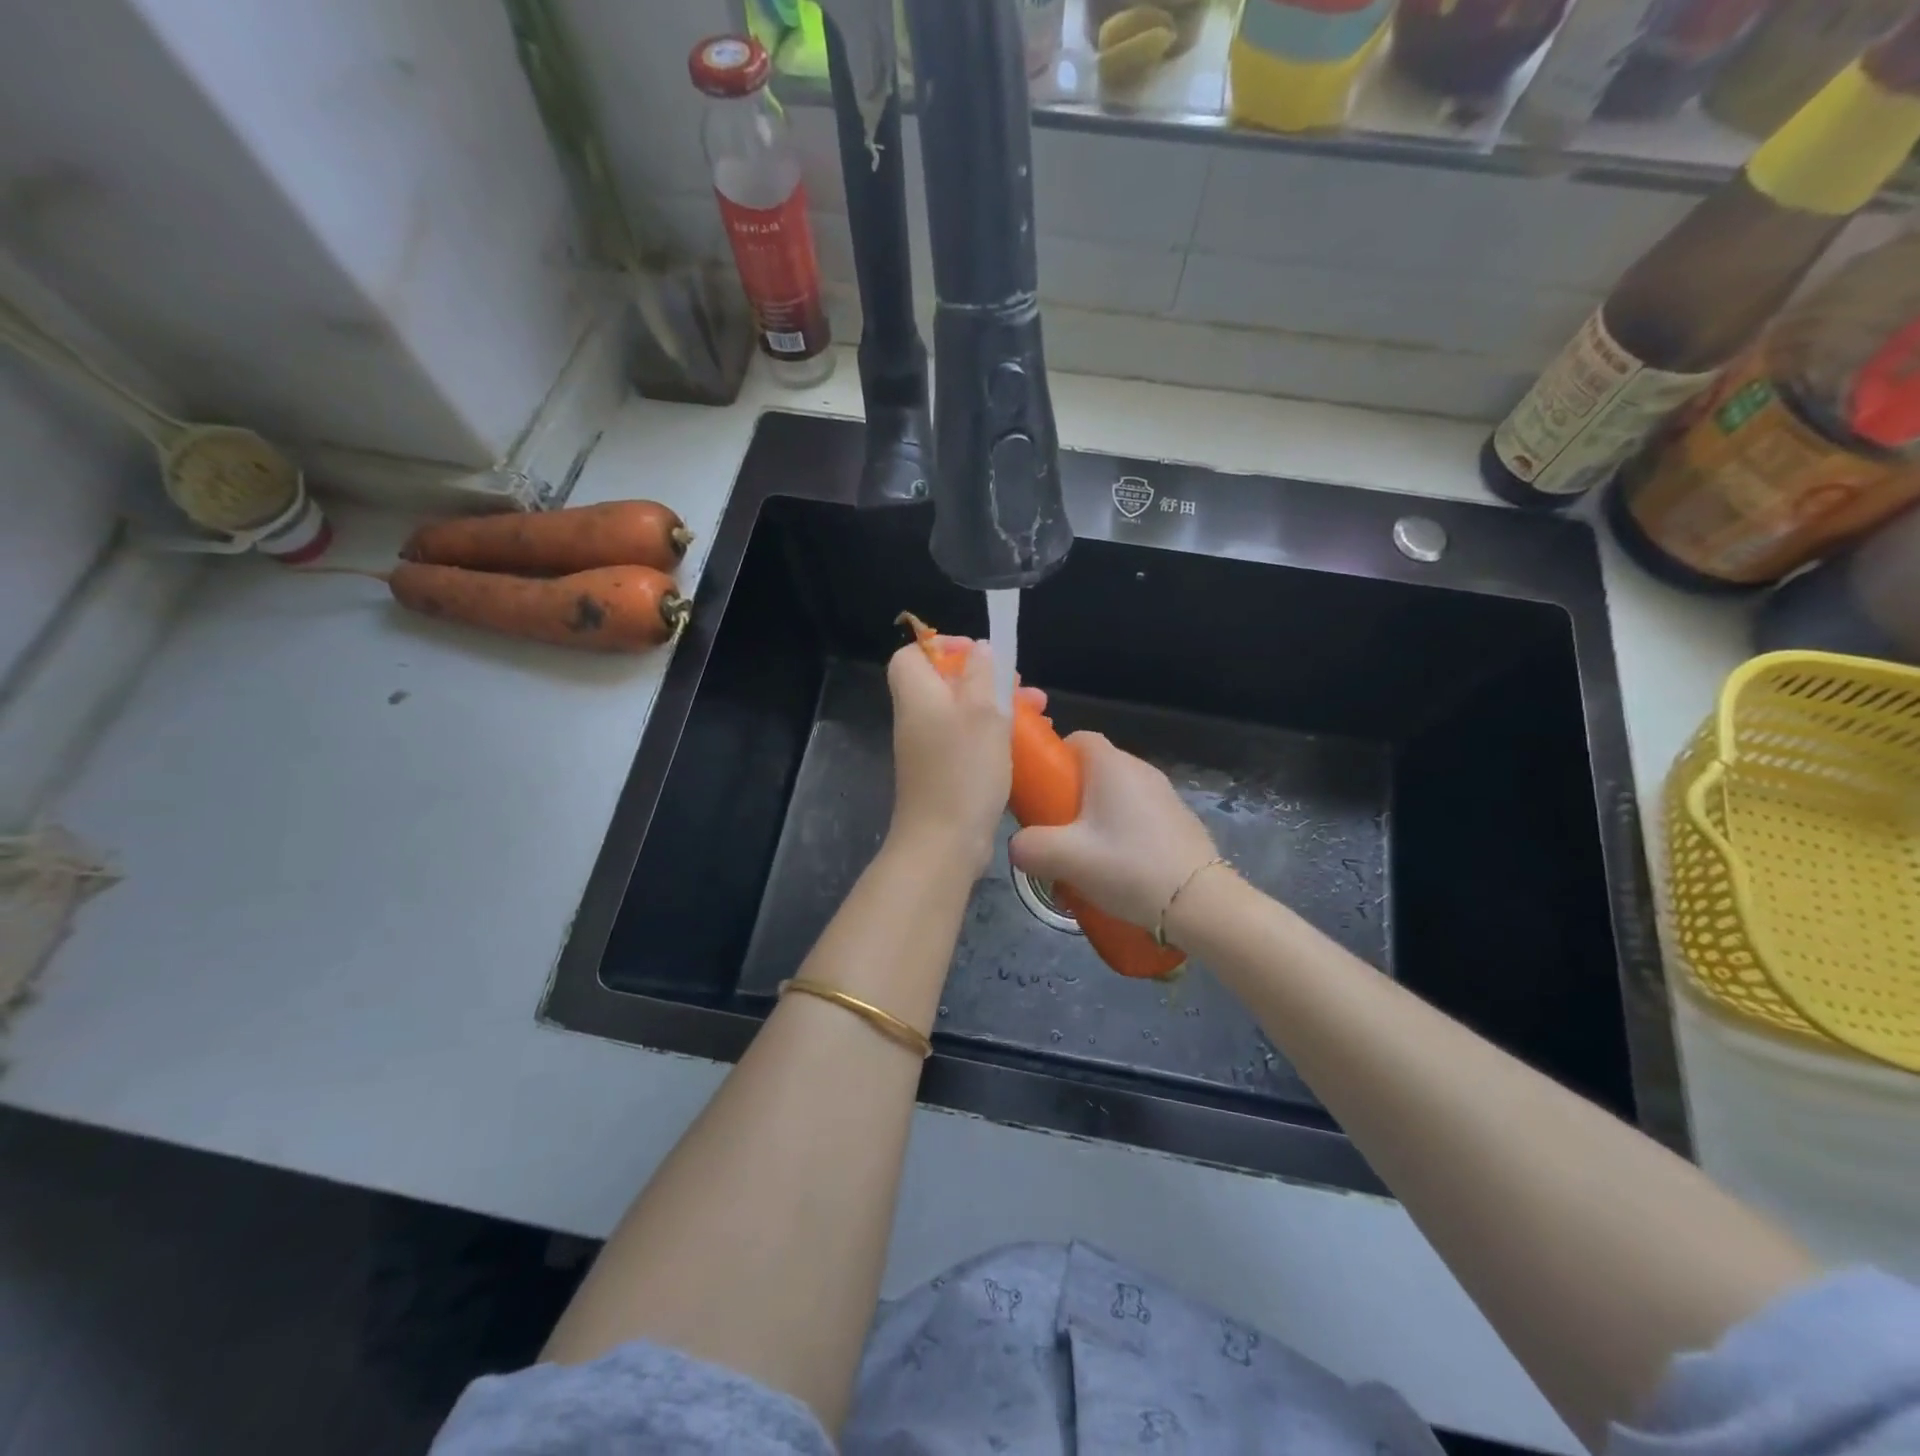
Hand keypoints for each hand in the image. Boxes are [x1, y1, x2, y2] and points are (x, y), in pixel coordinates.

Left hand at [885, 638, 1010, 871]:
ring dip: (998, 706)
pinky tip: (1027, 741)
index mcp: (917, 695)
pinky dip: (994, 735)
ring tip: (1039, 709)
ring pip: (963, 712)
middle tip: (1019, 684)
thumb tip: (979, 649)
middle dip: (986, 677)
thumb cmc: (964, 770)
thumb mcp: (981, 712)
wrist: (944, 842)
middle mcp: (917, 718)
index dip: (943, 646)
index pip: (912, 655)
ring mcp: (929, 749)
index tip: (980, 654)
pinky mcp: (944, 773)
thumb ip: (981, 674)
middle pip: (944, 682)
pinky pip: (967, 741)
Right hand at [1008, 732, 1219, 927]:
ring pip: (1115, 796)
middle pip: (1093, 770)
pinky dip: (1121, 834)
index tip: (1040, 793)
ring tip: (1084, 857)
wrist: (1199, 903)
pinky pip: (1137, 816)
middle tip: (1055, 832)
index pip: (1076, 738)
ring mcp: (1164, 795)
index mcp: (1111, 765)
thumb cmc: (1128, 866)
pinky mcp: (1178, 821)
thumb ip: (1029, 846)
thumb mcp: (1065, 858)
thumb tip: (1018, 845)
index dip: (1053, 760)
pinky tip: (1116, 869)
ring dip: (1095, 819)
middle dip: (1069, 796)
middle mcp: (1140, 770)